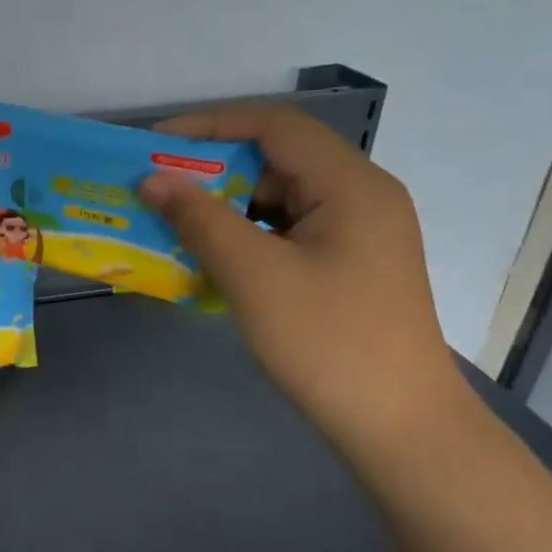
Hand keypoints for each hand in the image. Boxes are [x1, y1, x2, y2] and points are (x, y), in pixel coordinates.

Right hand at [140, 102, 460, 449]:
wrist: (398, 426)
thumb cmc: (327, 342)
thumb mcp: (254, 276)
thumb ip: (200, 219)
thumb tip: (152, 179)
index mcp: (350, 184)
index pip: (274, 125)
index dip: (210, 125)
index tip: (154, 145)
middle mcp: (361, 195)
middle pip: (278, 160)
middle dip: (214, 170)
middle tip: (160, 191)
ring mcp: (359, 232)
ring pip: (281, 198)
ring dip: (228, 207)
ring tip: (177, 227)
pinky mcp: (350, 264)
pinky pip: (289, 231)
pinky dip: (249, 236)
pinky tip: (215, 260)